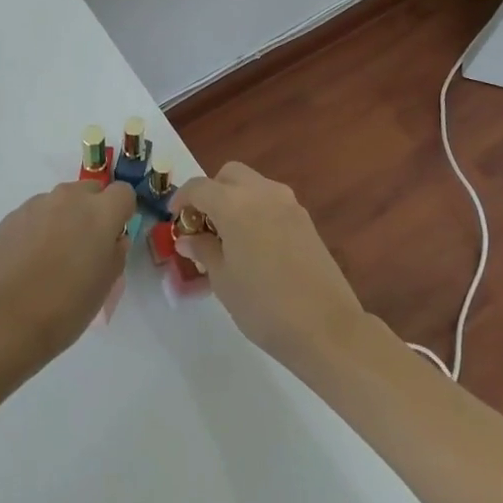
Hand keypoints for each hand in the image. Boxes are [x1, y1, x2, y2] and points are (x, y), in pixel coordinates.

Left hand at [0, 180, 132, 356]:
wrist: (9, 318)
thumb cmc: (68, 305)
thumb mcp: (107, 283)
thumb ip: (115, 251)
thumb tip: (111, 238)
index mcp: (100, 212)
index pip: (123, 192)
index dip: (121, 212)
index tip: (113, 236)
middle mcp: (69, 197)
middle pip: (90, 191)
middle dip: (91, 211)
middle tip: (83, 246)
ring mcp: (37, 204)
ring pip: (60, 201)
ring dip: (63, 218)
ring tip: (51, 256)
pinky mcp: (12, 215)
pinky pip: (34, 214)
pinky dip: (37, 228)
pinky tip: (28, 259)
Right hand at [169, 163, 365, 369]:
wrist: (327, 327)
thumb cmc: (263, 305)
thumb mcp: (223, 280)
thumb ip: (203, 250)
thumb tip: (189, 238)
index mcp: (234, 203)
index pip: (198, 187)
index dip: (182, 200)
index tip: (175, 219)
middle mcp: (262, 193)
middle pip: (229, 174)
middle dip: (212, 191)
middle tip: (204, 223)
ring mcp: (288, 204)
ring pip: (254, 185)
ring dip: (236, 199)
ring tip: (230, 236)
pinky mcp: (306, 220)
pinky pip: (272, 202)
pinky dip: (257, 211)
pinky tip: (256, 245)